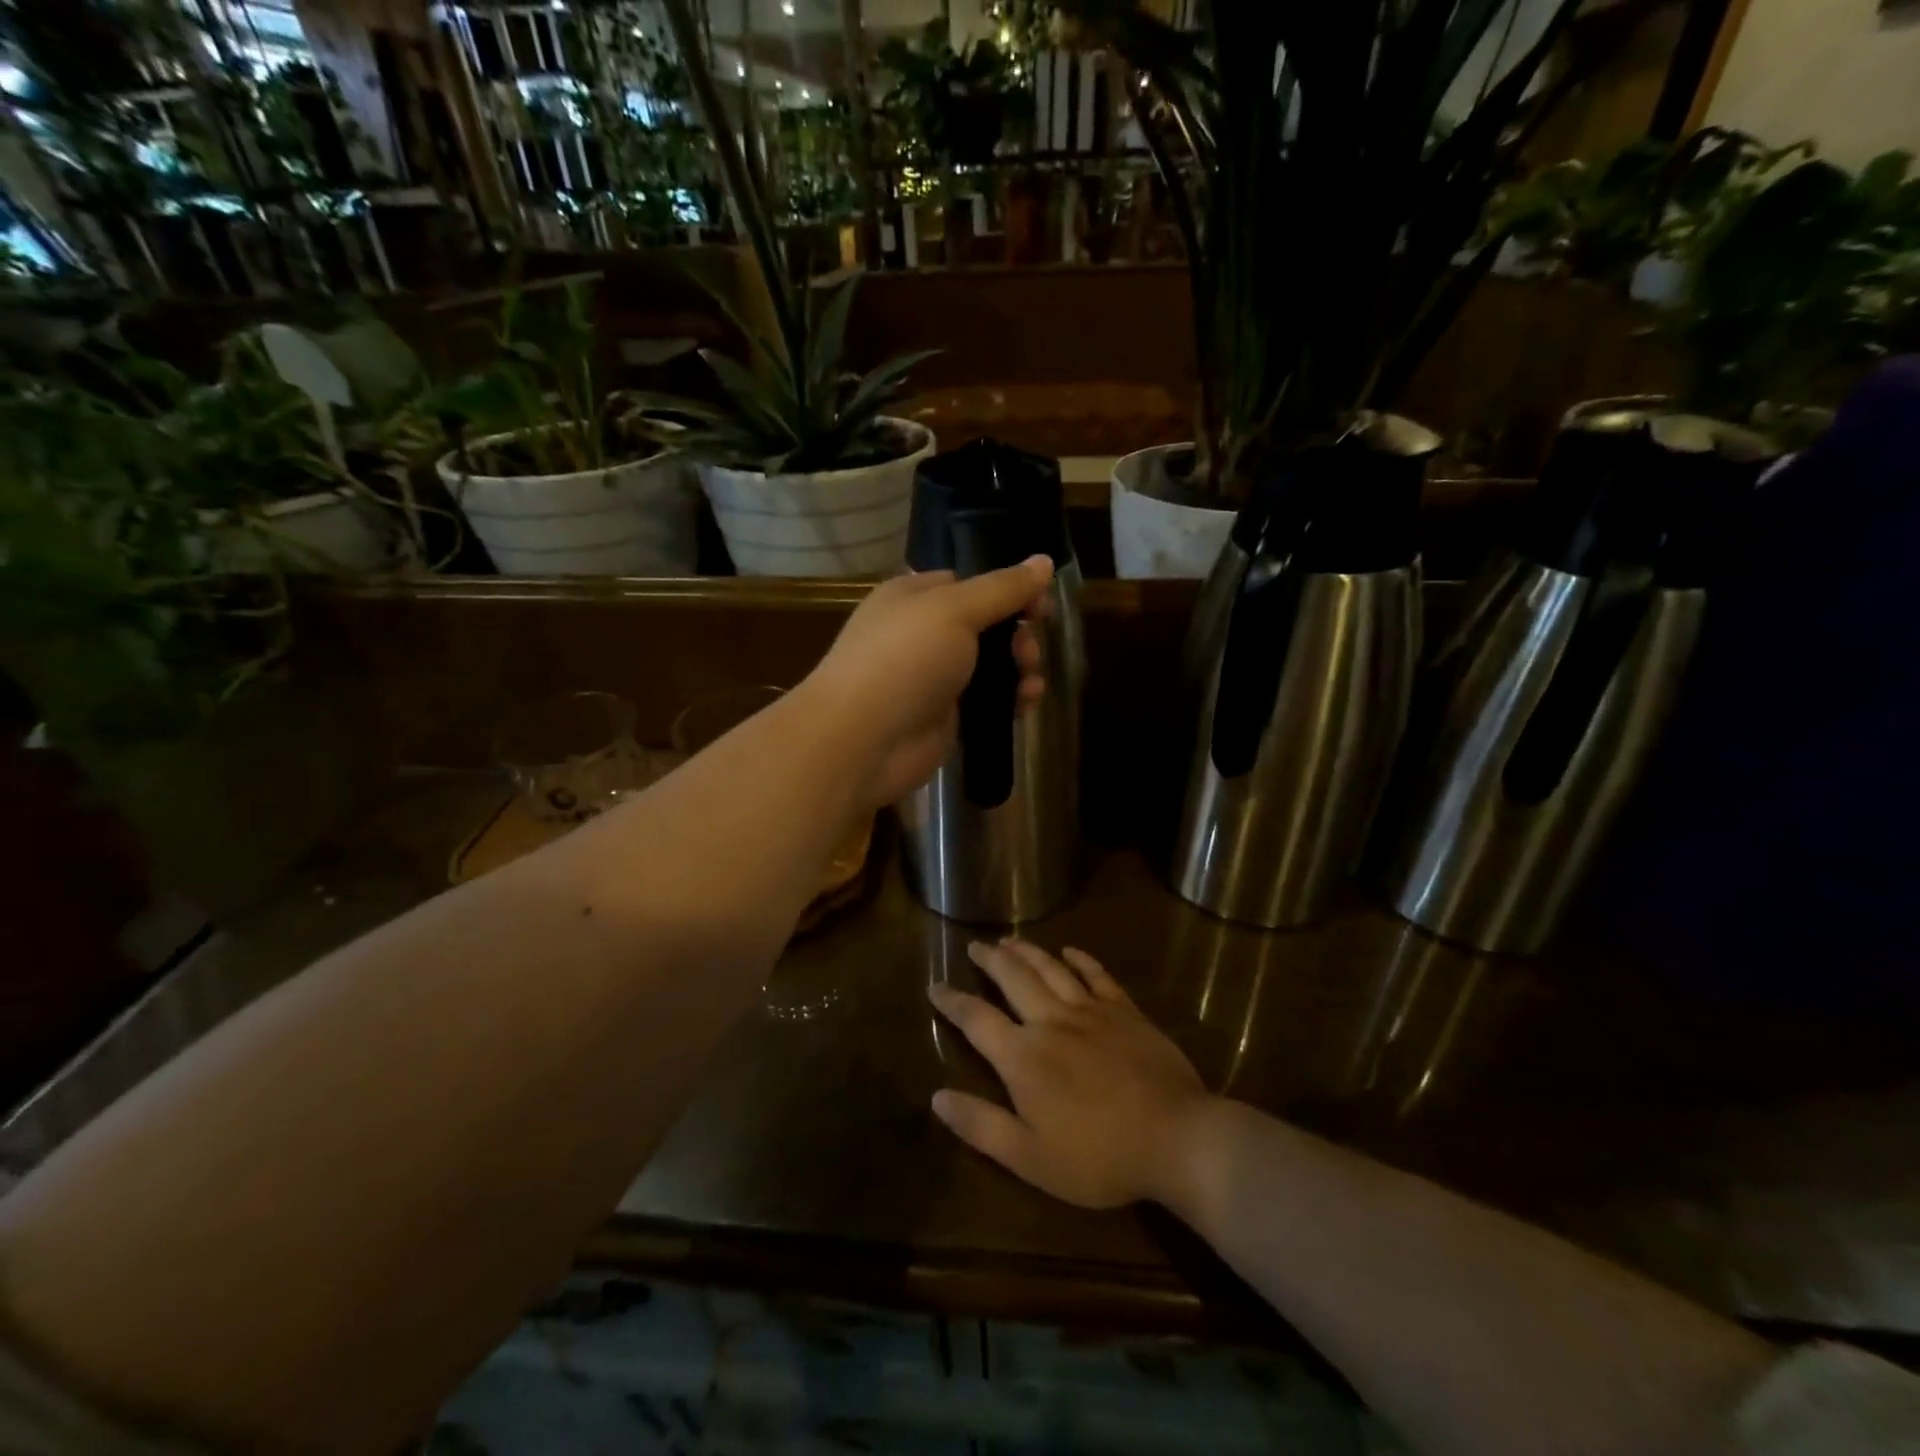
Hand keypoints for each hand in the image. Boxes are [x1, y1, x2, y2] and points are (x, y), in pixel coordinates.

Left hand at [804, 558, 1051, 808]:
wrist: (863, 740)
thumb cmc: (904, 660)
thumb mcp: (955, 610)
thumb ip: (1003, 588)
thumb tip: (1044, 561)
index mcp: (914, 596)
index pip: (969, 582)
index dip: (1008, 589)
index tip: (1040, 602)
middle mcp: (922, 633)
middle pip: (985, 625)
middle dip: (1016, 635)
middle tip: (1029, 650)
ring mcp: (932, 678)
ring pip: (989, 665)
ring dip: (1018, 668)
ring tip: (1030, 681)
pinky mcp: (944, 716)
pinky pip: (986, 701)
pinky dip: (1010, 699)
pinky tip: (1027, 704)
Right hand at [928, 940, 1212, 1209]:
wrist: (1175, 1137)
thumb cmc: (1099, 1157)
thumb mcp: (1030, 1157)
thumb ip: (981, 1125)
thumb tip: (937, 1096)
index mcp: (1024, 1057)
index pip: (976, 1020)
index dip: (951, 1002)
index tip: (934, 985)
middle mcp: (1051, 1022)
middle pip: (1013, 979)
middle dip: (990, 960)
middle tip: (975, 945)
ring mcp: (1091, 1011)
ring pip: (1051, 969)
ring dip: (1027, 951)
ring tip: (1009, 940)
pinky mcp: (1125, 1011)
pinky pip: (1098, 975)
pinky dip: (1081, 959)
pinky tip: (1070, 951)